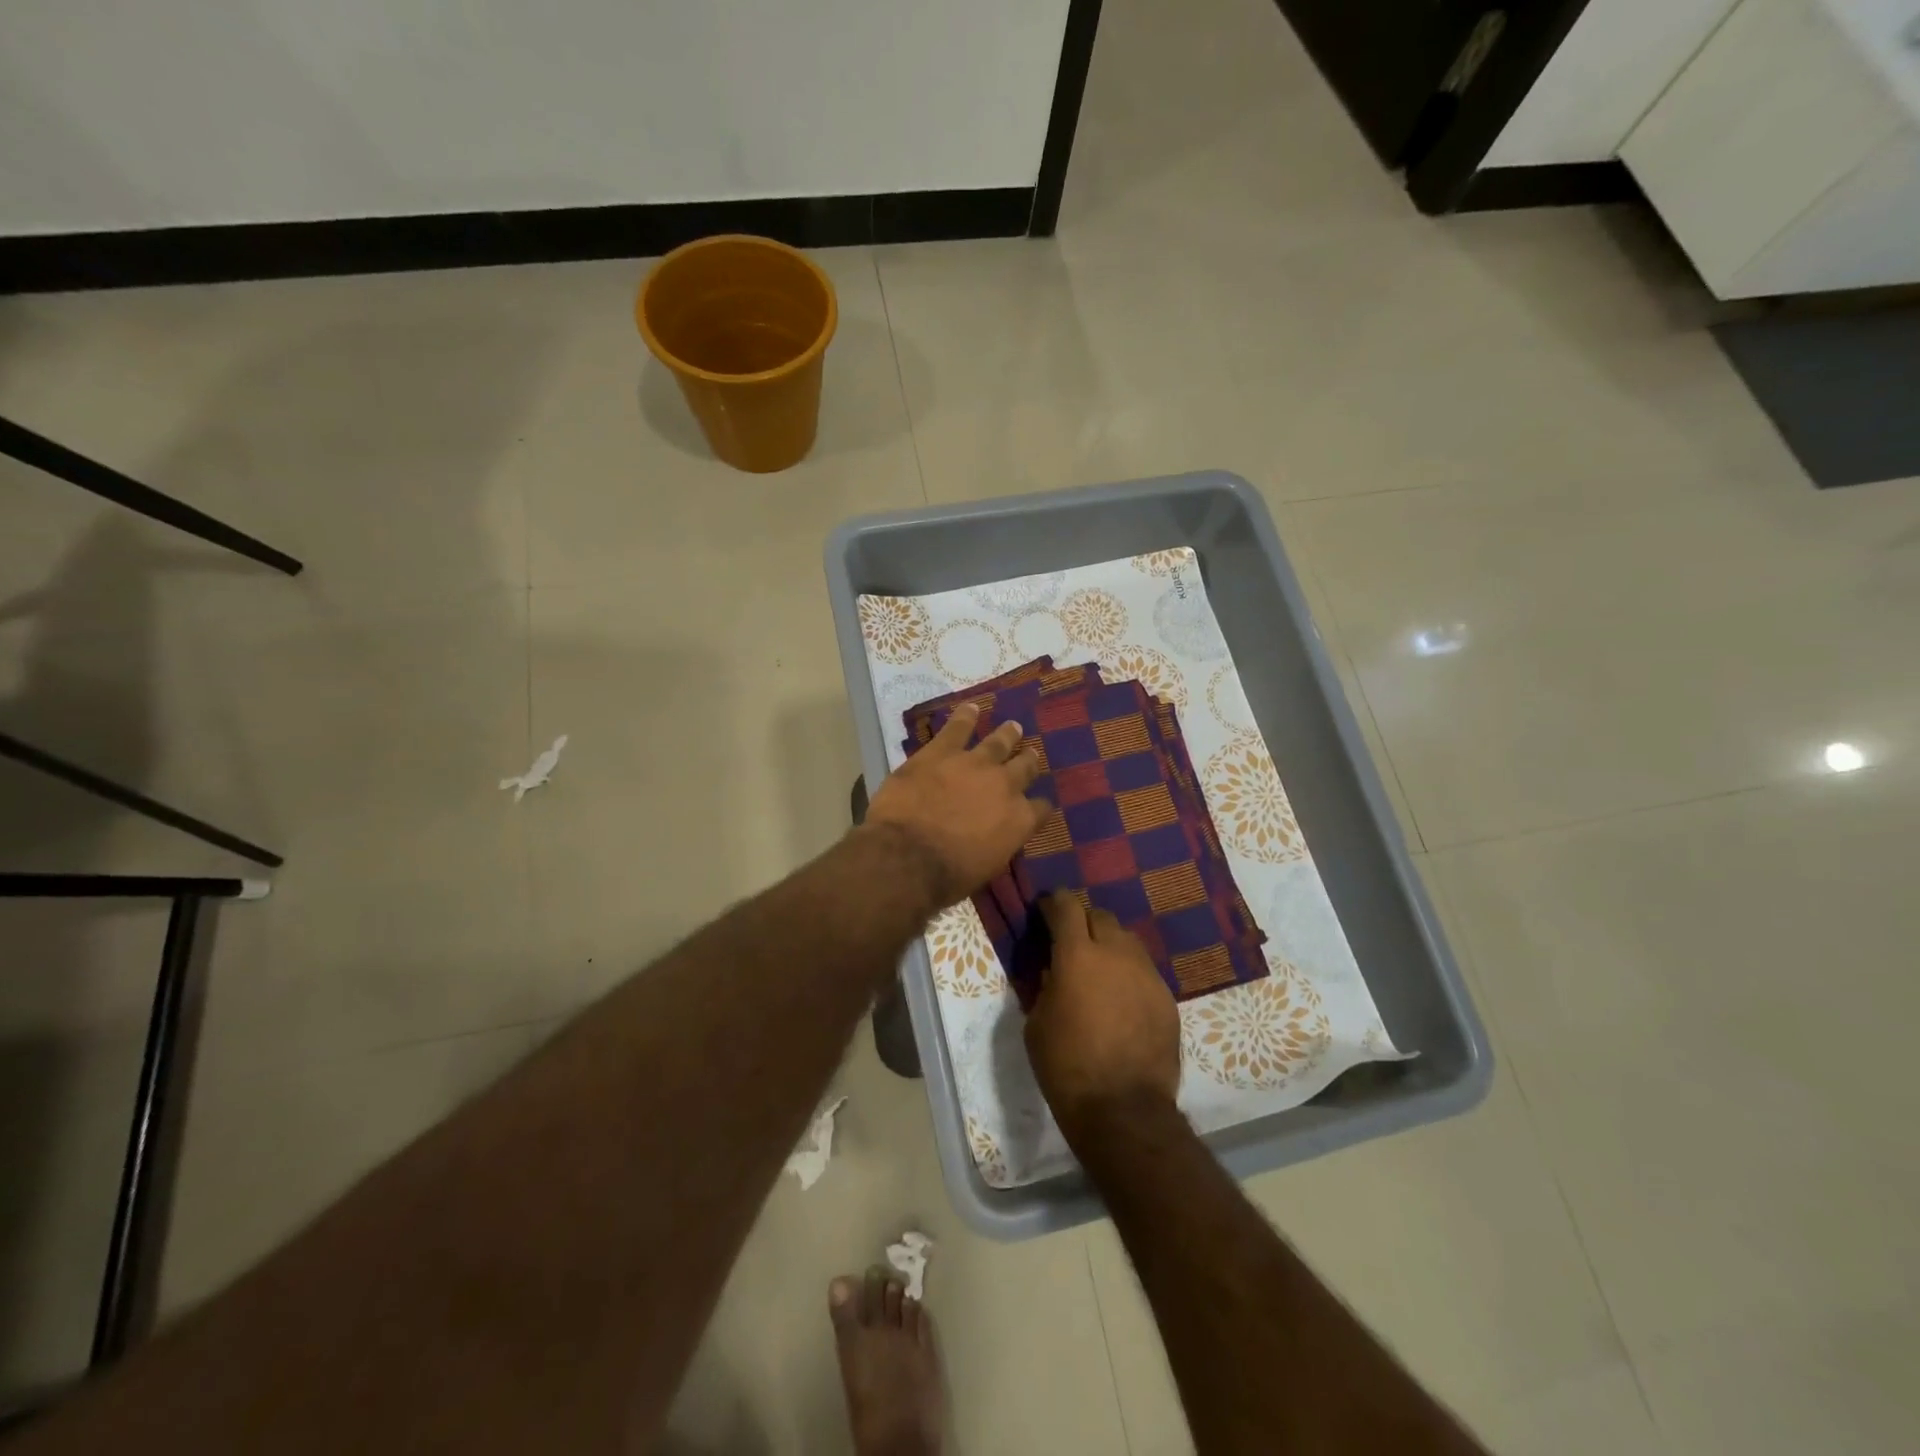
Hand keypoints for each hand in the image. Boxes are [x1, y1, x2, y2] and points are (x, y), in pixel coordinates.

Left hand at [863, 703, 1049, 911]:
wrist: (908, 857)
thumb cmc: (947, 876)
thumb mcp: (986, 867)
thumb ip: (998, 844)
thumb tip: (995, 836)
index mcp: (1019, 820)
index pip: (1041, 808)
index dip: (1040, 805)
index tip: (1038, 804)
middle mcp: (1004, 786)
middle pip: (1024, 767)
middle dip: (1028, 761)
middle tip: (1030, 755)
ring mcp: (974, 763)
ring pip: (997, 742)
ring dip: (1007, 734)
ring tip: (1013, 727)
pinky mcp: (941, 751)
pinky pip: (958, 727)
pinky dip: (965, 716)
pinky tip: (970, 708)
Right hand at [1025, 891, 1180, 1142]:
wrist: (1123, 1109)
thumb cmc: (1066, 1066)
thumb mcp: (1037, 1023)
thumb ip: (1045, 986)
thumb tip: (1054, 971)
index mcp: (1077, 954)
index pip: (1066, 906)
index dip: (1053, 902)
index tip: (1045, 909)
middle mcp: (1116, 953)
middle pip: (1100, 916)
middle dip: (1083, 922)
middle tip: (1071, 943)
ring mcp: (1146, 973)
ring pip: (1126, 940)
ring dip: (1109, 945)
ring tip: (1099, 969)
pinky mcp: (1166, 997)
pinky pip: (1143, 971)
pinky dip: (1128, 974)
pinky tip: (1121, 999)